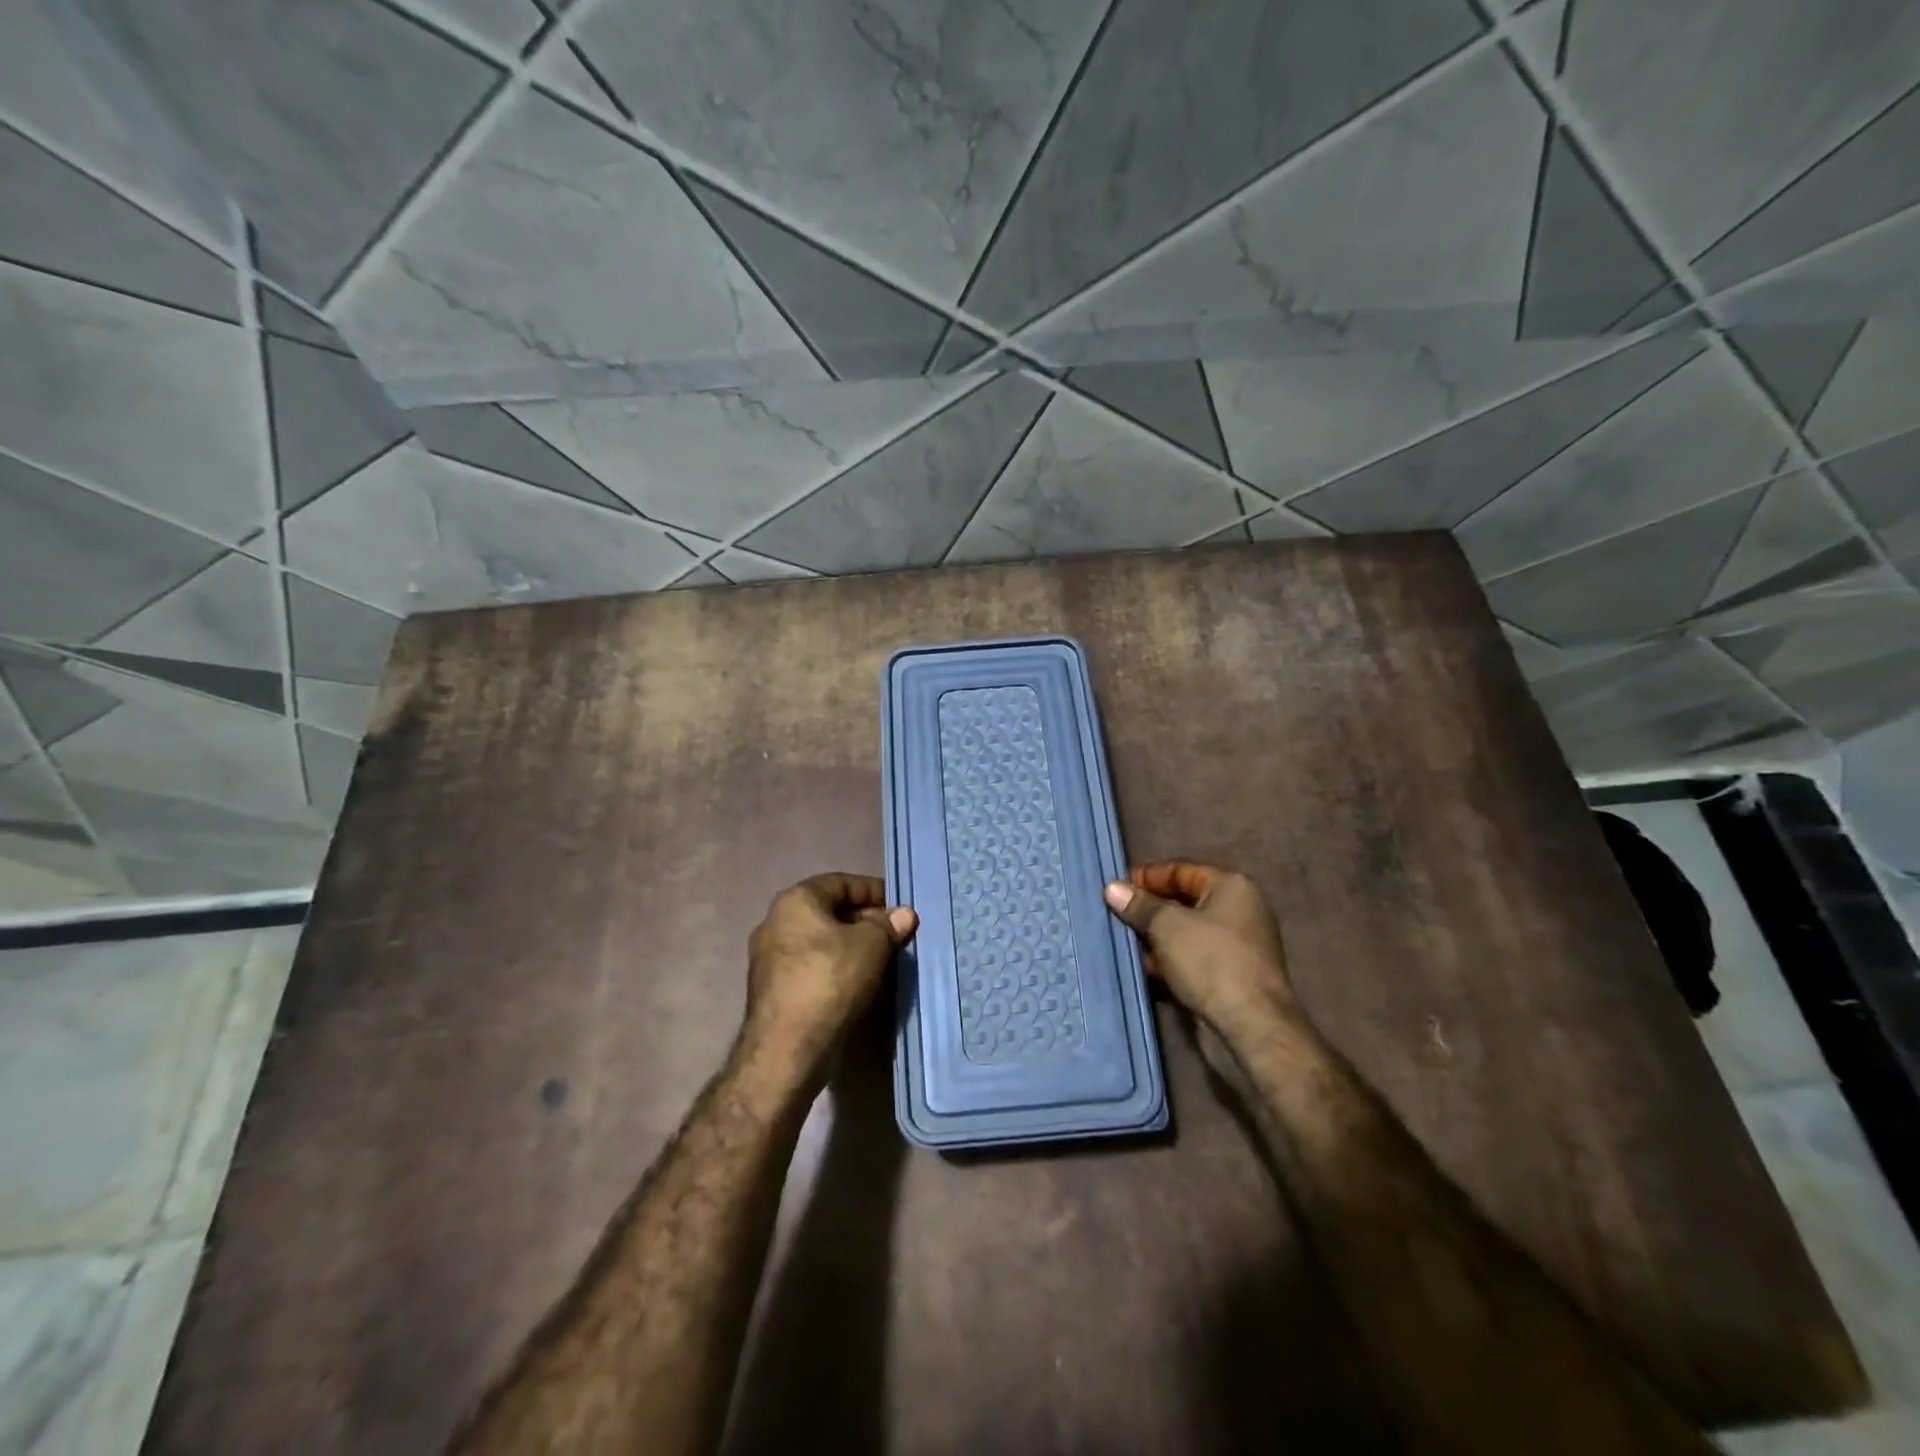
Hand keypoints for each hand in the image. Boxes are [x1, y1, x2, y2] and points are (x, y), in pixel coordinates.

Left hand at [742, 874, 916, 1077]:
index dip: (874, 891)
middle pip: (829, 912)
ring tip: (883, 960)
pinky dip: (836, 969)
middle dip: (865, 921)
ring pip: (821, 942)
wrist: (786, 1050)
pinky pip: (812, 967)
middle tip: (895, 936)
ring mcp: (770, 958)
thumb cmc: (830, 982)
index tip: (899, 909)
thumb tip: (904, 914)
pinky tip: (859, 984)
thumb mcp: (871, 946)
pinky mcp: (773, 989)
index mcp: (796, 901)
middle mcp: (776, 922)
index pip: (841, 882)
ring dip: (852, 947)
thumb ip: (888, 925)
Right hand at [1103, 861, 1297, 1035]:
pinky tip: (1141, 966)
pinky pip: (1190, 959)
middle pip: (1183, 901)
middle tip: (1114, 914)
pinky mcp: (1228, 977)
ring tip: (1120, 940)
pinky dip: (1167, 961)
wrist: (1250, 1027)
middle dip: (1148, 909)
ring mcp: (1235, 947)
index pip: (1181, 870)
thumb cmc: (1211, 961)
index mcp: (1232, 887)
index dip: (1146, 876)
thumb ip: (1139, 905)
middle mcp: (1238, 911)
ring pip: (1184, 933)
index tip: (1116, 888)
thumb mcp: (1167, 926)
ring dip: (1154, 937)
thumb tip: (1112, 887)